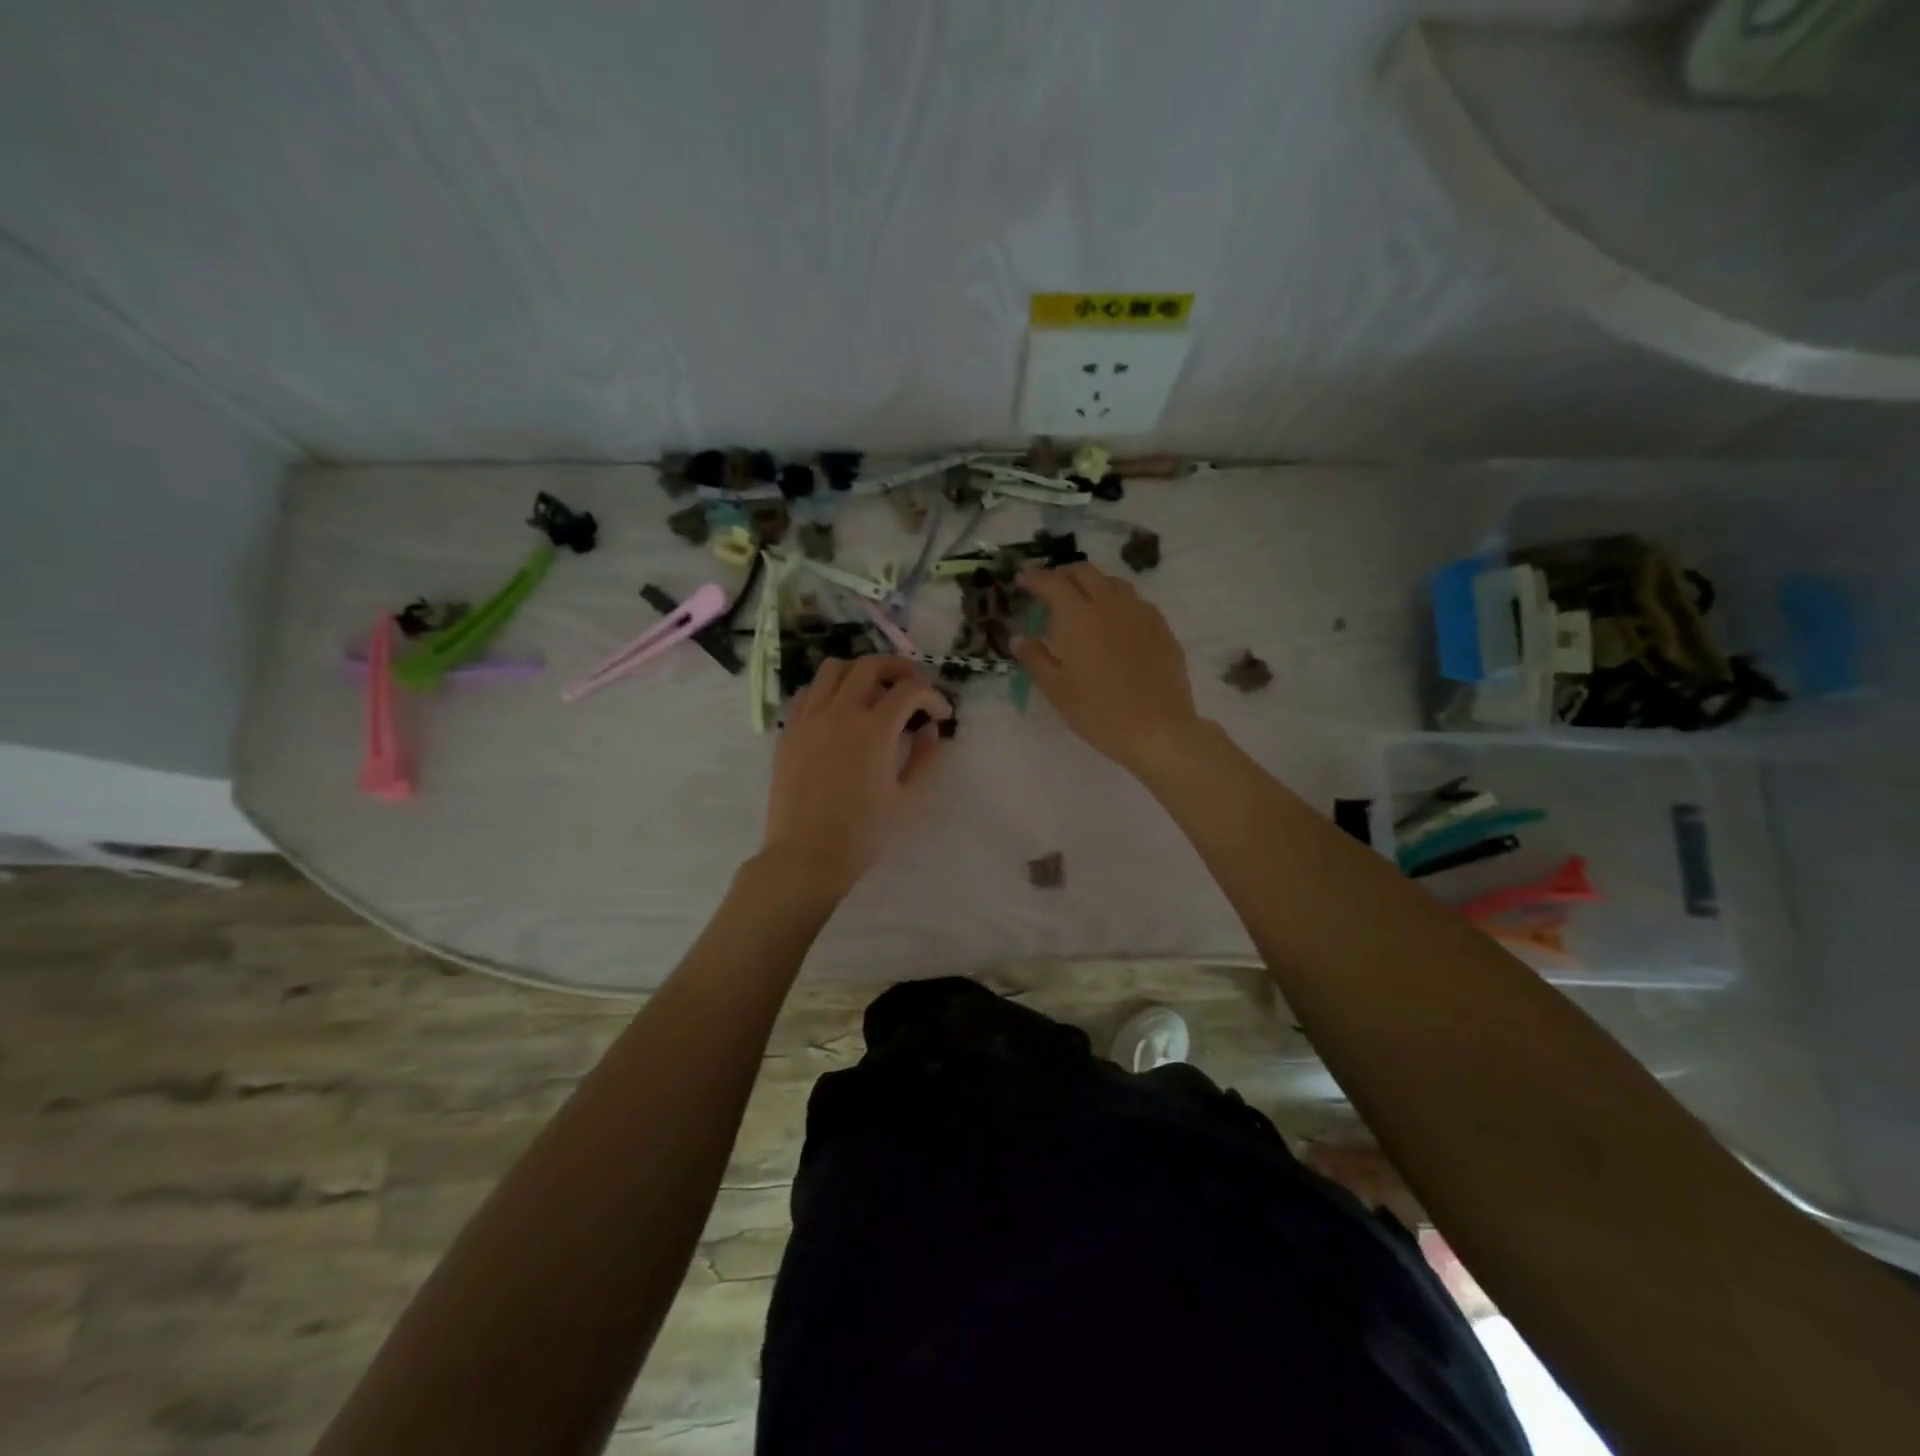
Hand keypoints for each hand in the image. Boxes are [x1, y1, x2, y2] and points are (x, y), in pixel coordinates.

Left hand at [758, 656, 952, 898]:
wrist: (806, 856)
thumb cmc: (864, 833)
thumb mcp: (908, 800)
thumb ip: (926, 758)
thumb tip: (930, 730)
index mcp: (874, 729)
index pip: (910, 690)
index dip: (933, 696)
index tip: (941, 715)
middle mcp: (839, 713)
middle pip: (871, 665)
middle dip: (900, 669)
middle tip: (914, 687)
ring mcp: (809, 718)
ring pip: (834, 669)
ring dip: (861, 671)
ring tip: (875, 690)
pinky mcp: (789, 731)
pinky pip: (809, 692)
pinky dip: (830, 689)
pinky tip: (840, 710)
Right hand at [1015, 563, 1202, 772]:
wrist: (1157, 729)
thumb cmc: (1098, 712)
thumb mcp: (1057, 690)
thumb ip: (1035, 659)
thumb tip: (1019, 639)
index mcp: (1078, 616)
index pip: (1052, 583)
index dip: (1034, 578)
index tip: (1022, 580)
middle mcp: (1109, 604)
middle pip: (1084, 572)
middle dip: (1063, 574)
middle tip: (1050, 588)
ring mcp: (1140, 613)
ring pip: (1113, 582)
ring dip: (1092, 583)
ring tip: (1082, 601)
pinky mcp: (1161, 627)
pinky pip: (1135, 601)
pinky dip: (1117, 601)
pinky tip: (1114, 622)